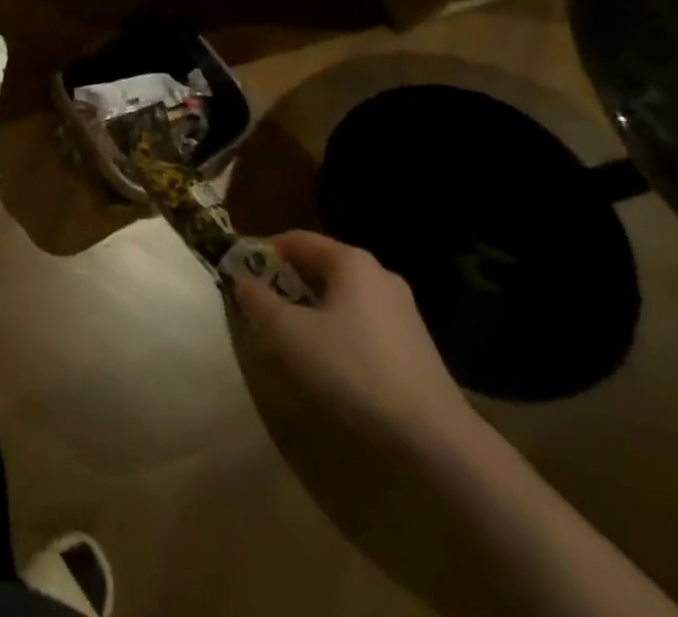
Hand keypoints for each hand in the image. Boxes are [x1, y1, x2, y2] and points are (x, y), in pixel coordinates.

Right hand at [232, 231, 478, 457]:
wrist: (436, 437)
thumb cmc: (354, 369)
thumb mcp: (289, 334)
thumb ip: (258, 301)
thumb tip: (241, 280)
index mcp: (350, 261)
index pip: (295, 239)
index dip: (263, 253)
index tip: (242, 274)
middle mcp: (378, 274)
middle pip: (320, 265)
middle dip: (287, 281)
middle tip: (262, 305)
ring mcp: (402, 308)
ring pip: (341, 294)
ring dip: (312, 306)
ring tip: (291, 334)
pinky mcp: (414, 341)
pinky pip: (362, 319)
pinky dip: (338, 326)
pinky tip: (330, 359)